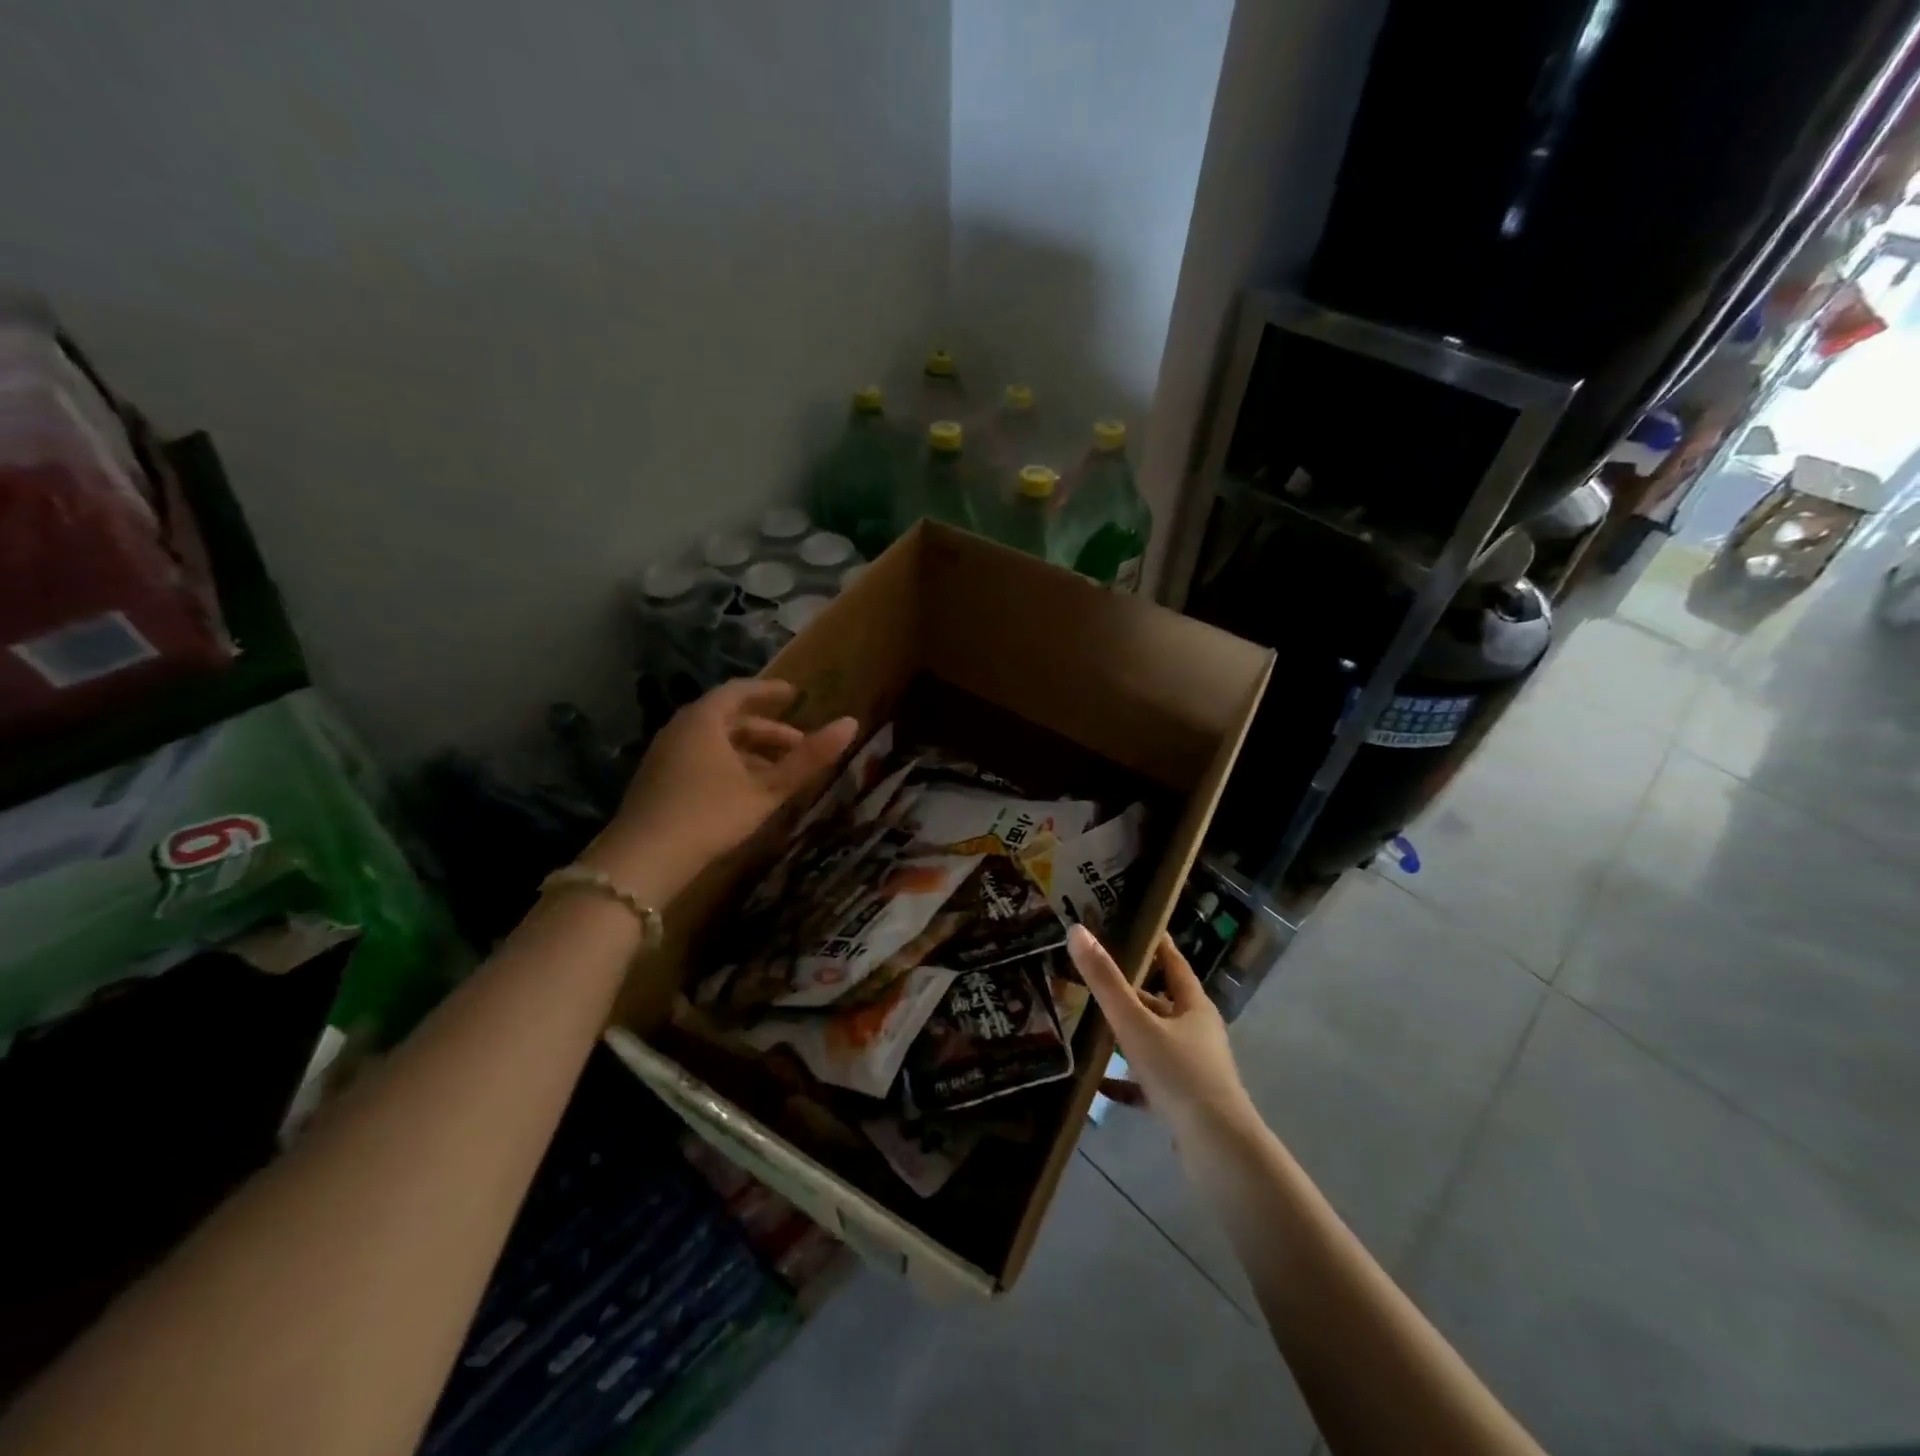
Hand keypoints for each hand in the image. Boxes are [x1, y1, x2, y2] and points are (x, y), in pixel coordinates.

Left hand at [585, 679, 857, 897]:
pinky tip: (745, 791)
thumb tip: (851, 723)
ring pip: (714, 743)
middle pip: (728, 719)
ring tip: (778, 772)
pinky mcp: (658, 782)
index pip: (740, 691)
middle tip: (798, 743)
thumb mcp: (767, 789)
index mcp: (704, 720)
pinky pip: (700, 759)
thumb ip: (809, 759)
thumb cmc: (710, 814)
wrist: (643, 859)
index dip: (770, 692)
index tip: (796, 695)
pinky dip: (728, 765)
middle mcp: (680, 729)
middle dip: (766, 730)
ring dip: (749, 751)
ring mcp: (665, 756)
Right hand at [1068, 925, 1257, 1148]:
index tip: (1137, 926)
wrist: (1217, 1149)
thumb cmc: (1179, 1074)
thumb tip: (1077, 930)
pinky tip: (1099, 1085)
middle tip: (1095, 978)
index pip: (1174, 964)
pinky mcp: (1184, 1102)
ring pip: (1154, 1043)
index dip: (1157, 945)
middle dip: (1130, 992)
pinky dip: (1126, 1082)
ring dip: (1126, 1037)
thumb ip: (1105, 981)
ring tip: (1090, 1027)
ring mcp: (1193, 1070)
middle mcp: (1197, 1033)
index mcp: (1194, 1008)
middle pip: (1161, 1005)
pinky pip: (1149, 1084)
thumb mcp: (1135, 1024)